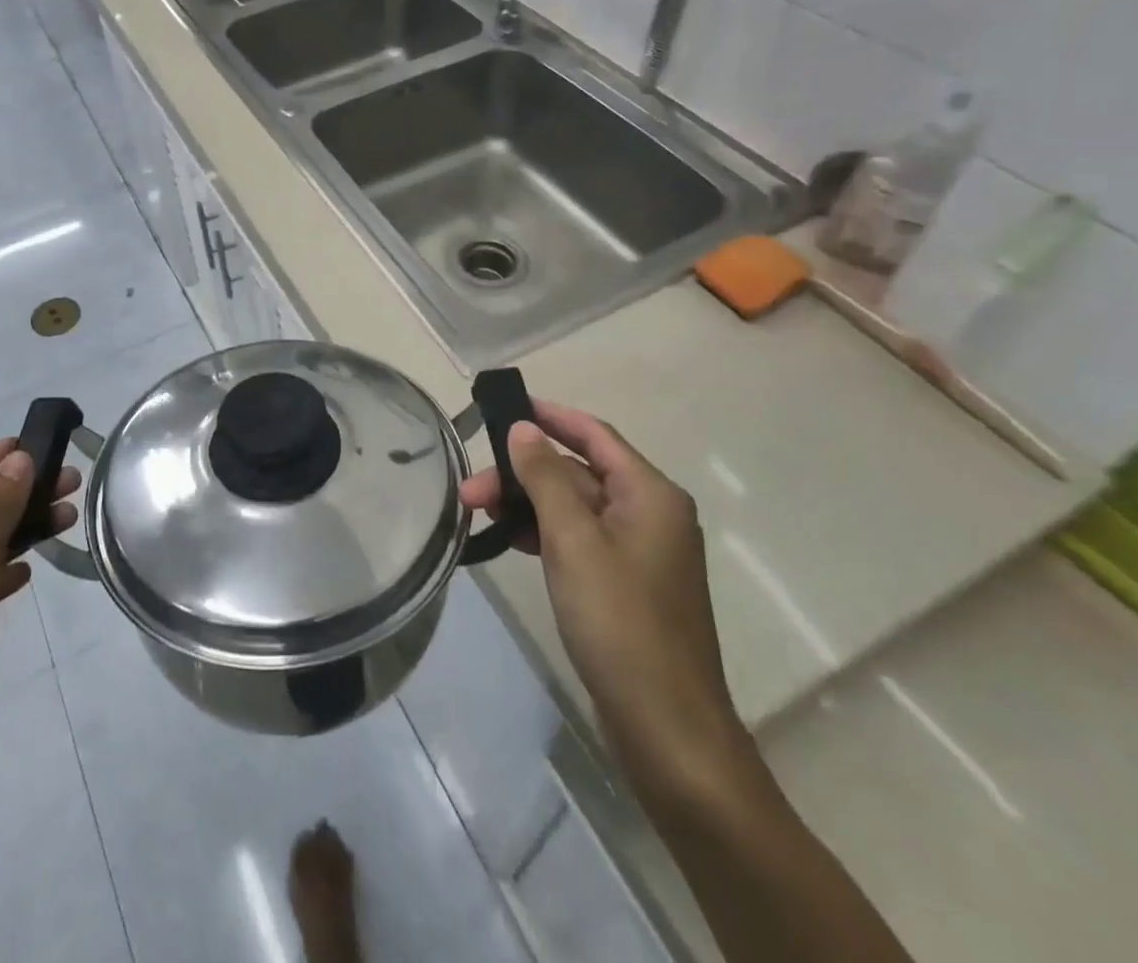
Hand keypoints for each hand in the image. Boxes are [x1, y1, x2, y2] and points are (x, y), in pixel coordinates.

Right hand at [461, 401, 755, 809]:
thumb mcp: (574, 541)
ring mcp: (639, 551)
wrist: (667, 730)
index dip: (549, 416)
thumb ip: (546, 478)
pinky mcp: (625, 584)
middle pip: (578, 472)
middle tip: (470, 488)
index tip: (502, 407)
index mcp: (650, 494)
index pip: (594, 434)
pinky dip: (544, 533)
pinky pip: (579, 539)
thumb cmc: (621, 623)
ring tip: (478, 513)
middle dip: (523, 473)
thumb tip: (523, 429)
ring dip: (527, 504)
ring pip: (573, 507)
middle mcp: (650, 514)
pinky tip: (509, 541)